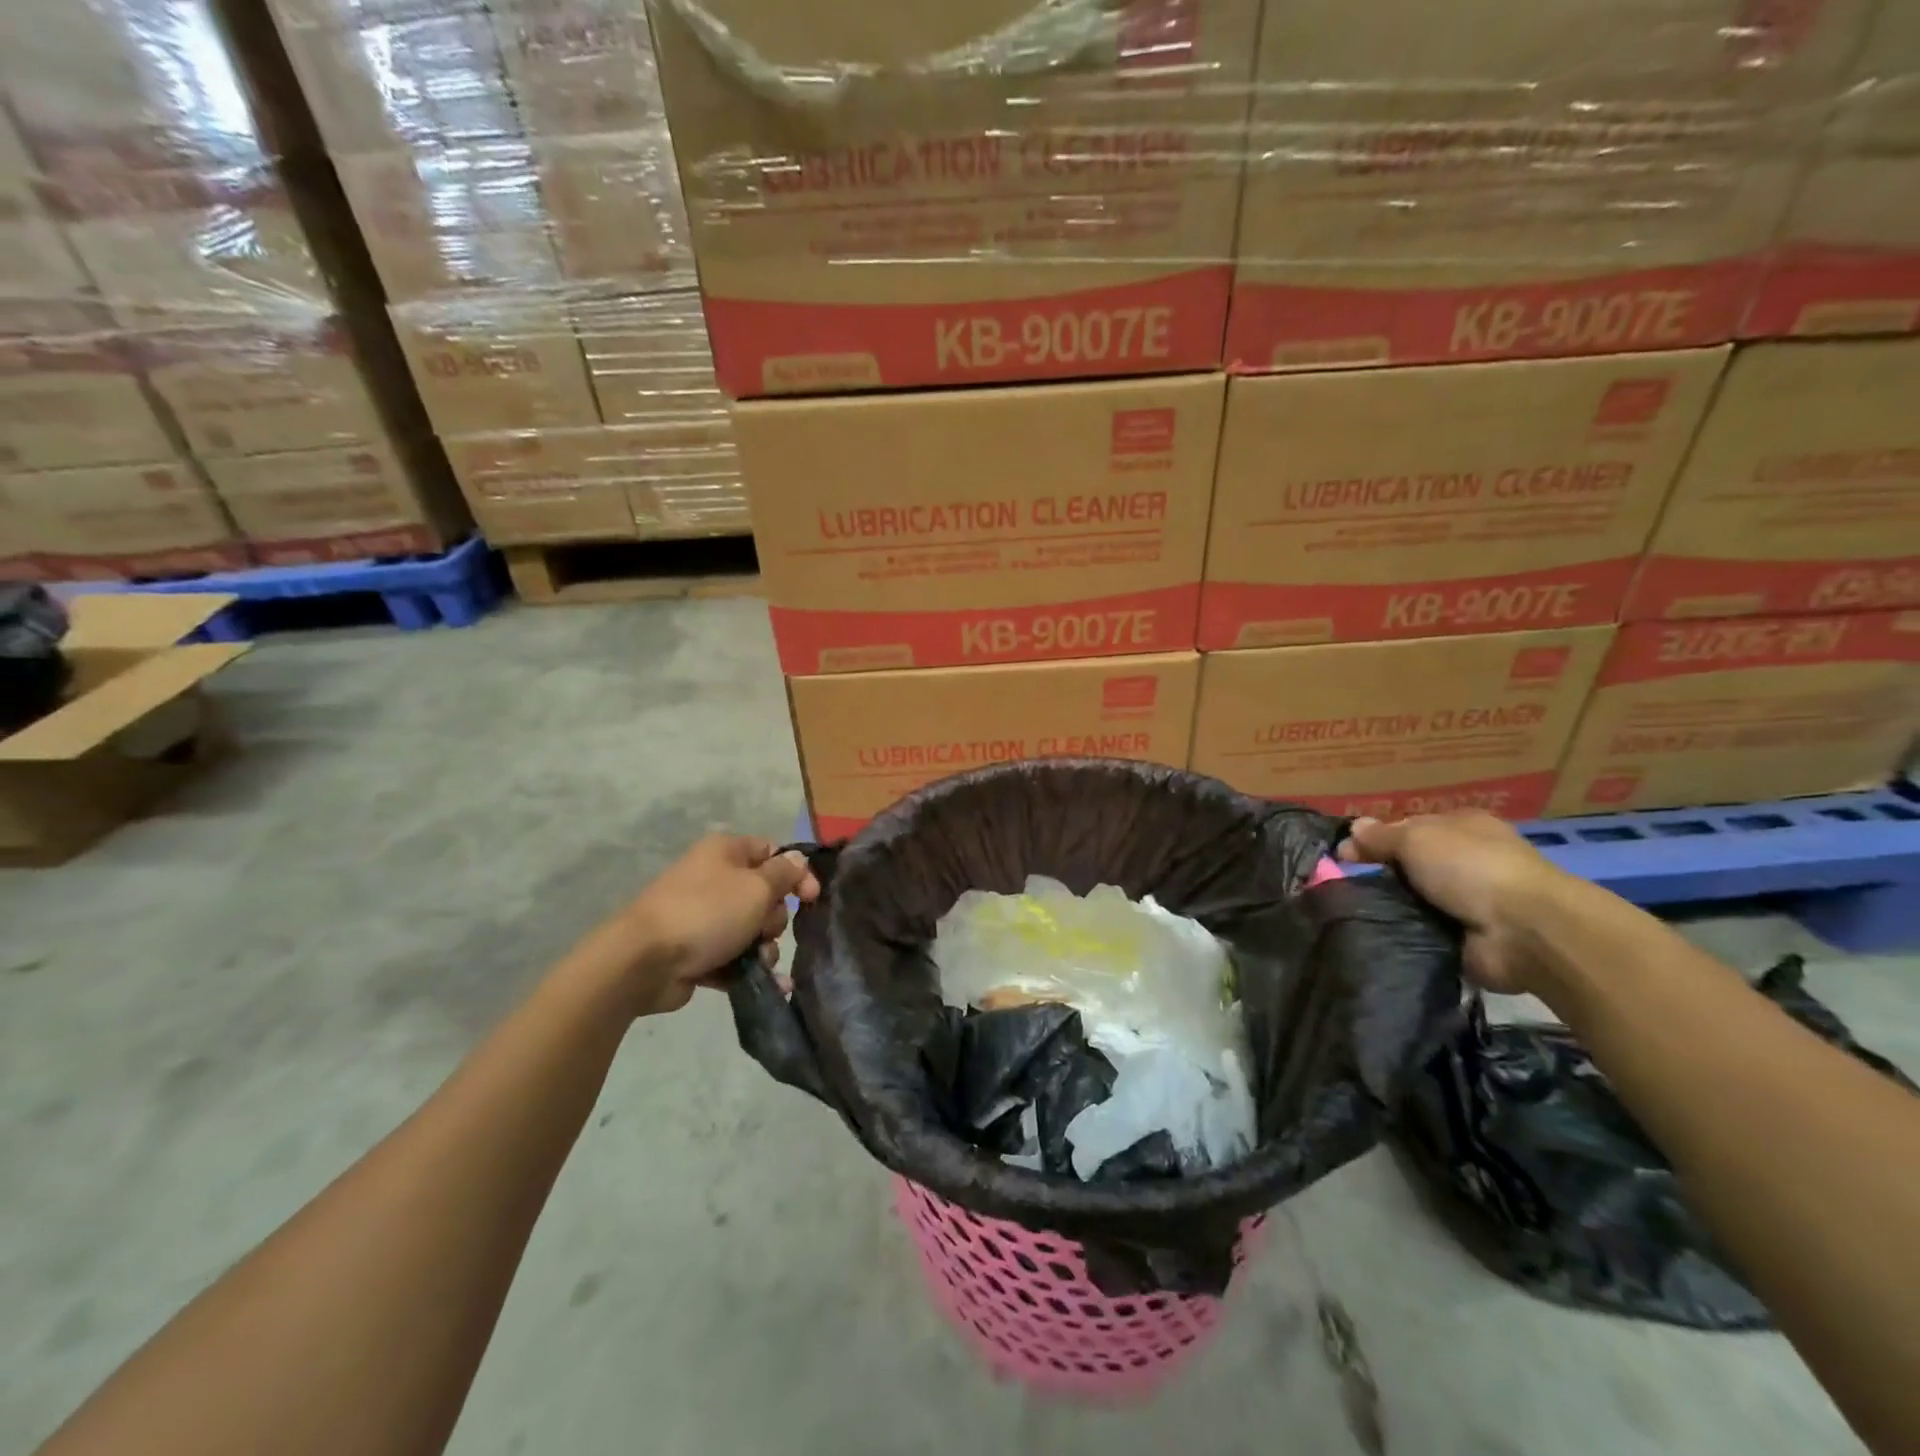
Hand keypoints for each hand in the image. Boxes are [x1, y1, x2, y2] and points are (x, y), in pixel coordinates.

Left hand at [584, 835, 819, 1016]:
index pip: (772, 853)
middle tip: (765, 931)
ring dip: (764, 948)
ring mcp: (703, 917)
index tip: (812, 899)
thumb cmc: (707, 913)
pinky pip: (734, 957)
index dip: (796, 874)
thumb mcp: (756, 887)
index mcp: (725, 852)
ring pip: (751, 930)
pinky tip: (769, 985)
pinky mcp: (696, 952)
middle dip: (774, 919)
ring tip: (758, 963)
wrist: (644, 962)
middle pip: (764, 895)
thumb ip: (784, 873)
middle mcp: (714, 879)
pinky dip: (748, 969)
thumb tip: (798, 859)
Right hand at [1336, 811, 1570, 994]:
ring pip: (1415, 898)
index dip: (1376, 838)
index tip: (1344, 856)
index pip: (1409, 827)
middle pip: (1411, 863)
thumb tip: (1352, 829)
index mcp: (1463, 827)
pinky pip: (1424, 931)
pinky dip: (1405, 933)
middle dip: (1381, 874)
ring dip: (1391, 906)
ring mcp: (1470, 901)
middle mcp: (1468, 860)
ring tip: (1353, 913)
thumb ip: (1381, 836)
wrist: (1524, 931)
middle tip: (1344, 886)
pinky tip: (1377, 934)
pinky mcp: (1467, 937)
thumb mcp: (1416, 839)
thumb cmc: (1470, 868)